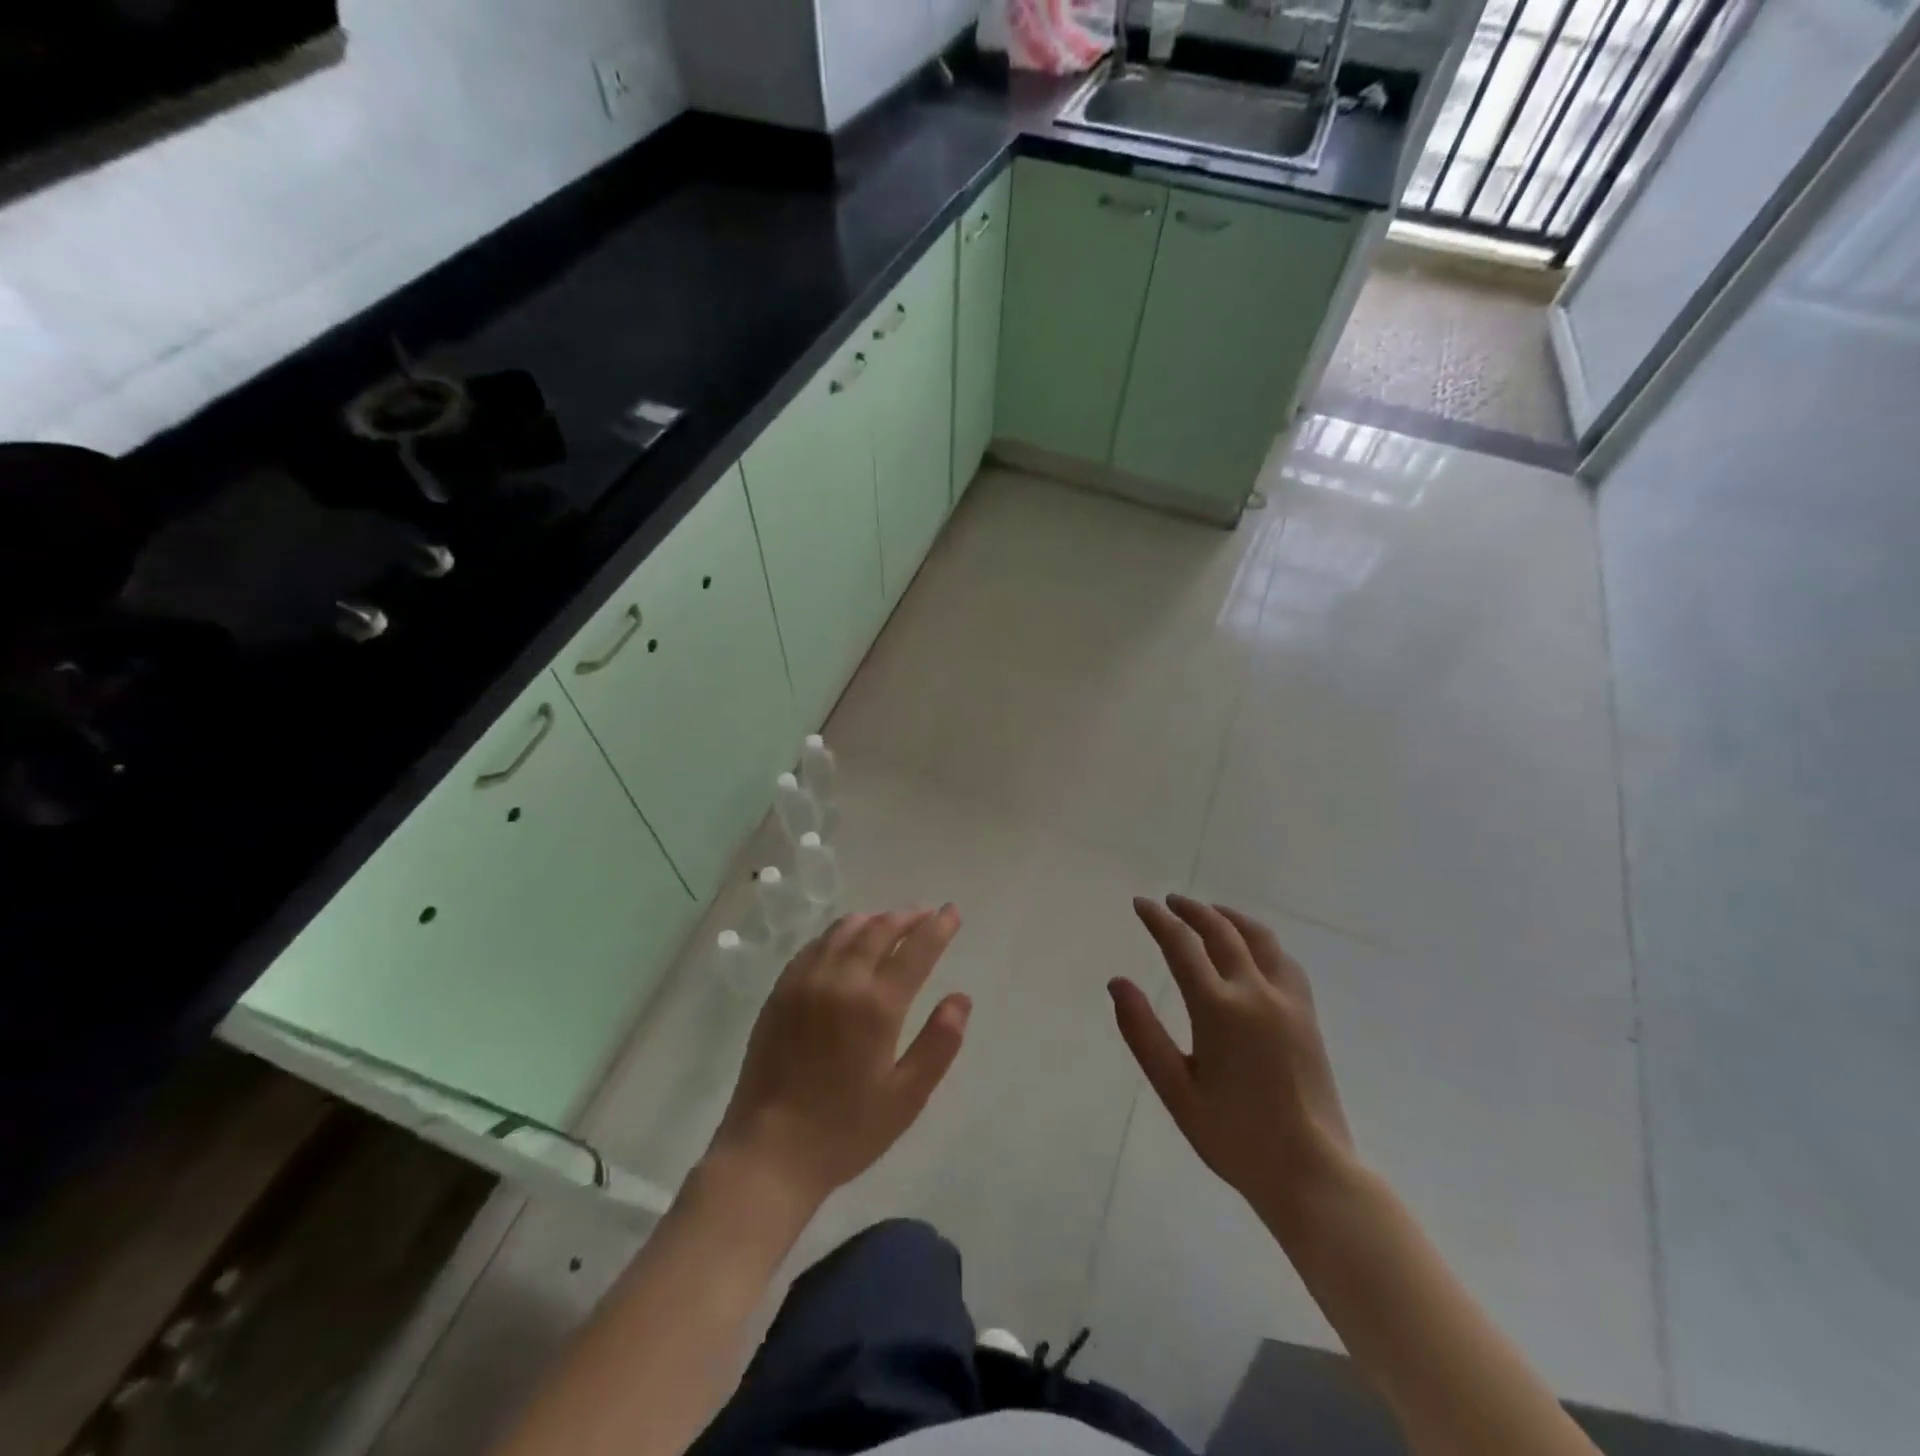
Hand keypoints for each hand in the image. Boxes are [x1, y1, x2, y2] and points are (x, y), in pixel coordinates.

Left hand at [707, 907, 969, 1209]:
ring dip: (873, 920)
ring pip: (844, 930)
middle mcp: (840, 981)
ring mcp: (805, 982)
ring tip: (890, 923)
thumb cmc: (846, 1130)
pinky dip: (838, 934)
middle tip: (926, 914)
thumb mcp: (906, 1097)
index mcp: (876, 1006)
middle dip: (908, 917)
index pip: (915, 949)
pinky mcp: (780, 991)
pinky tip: (845, 943)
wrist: (769, 1153)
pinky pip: (814, 946)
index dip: (938, 927)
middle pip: (879, 929)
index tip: (952, 912)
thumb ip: (939, 1043)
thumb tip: (961, 998)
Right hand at [1111, 894, 1355, 1222]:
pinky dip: (1260, 941)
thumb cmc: (1234, 1136)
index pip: (1181, 946)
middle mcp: (1255, 993)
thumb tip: (1117, 983)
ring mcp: (1287, 1001)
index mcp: (1218, 1009)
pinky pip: (1284, 960)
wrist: (1311, 1171)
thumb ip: (1143, 1032)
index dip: (1158, 921)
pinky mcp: (1308, 1015)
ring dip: (1229, 917)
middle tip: (1169, 902)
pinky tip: (1252, 948)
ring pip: (1259, 938)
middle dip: (1191, 910)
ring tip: (1210, 912)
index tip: (1140, 904)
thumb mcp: (1175, 1089)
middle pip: (1221, 931)